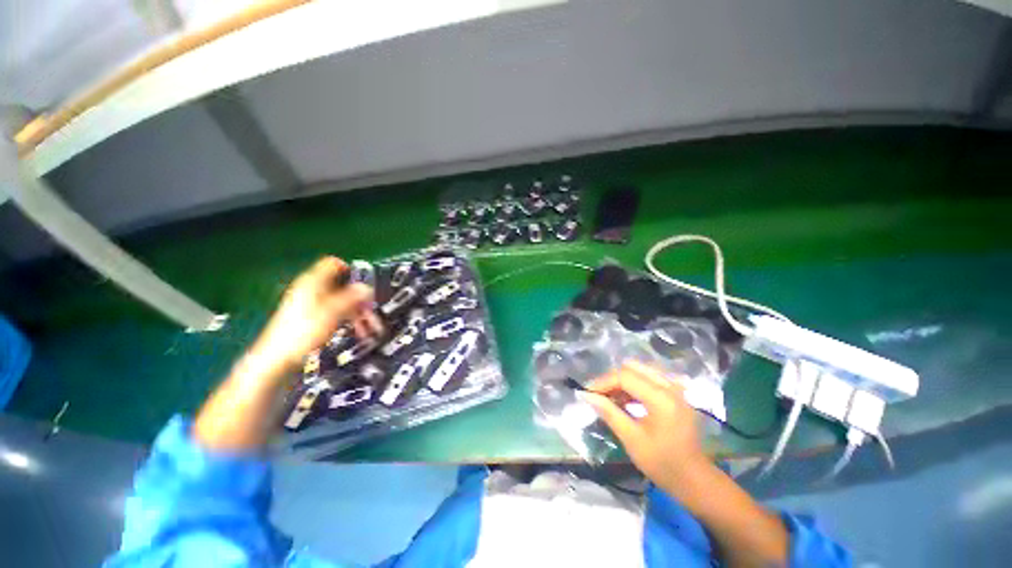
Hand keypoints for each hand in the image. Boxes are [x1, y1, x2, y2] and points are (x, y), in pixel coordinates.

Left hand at [250, 257, 381, 372]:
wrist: (277, 361)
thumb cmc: (302, 333)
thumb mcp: (332, 312)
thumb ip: (351, 297)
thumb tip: (367, 287)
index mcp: (312, 282)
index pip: (334, 264)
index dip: (352, 270)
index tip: (366, 282)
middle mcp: (311, 290)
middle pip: (342, 286)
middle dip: (359, 298)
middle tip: (371, 311)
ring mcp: (311, 305)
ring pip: (341, 302)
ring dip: (357, 312)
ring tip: (368, 327)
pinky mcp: (311, 319)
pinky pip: (336, 313)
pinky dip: (348, 320)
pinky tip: (357, 331)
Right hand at [584, 360, 707, 490]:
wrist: (694, 479)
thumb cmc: (662, 463)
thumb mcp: (632, 439)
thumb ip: (610, 413)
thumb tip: (587, 395)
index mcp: (661, 398)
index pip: (625, 376)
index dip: (603, 382)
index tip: (587, 392)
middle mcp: (670, 386)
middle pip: (633, 368)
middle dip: (612, 379)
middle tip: (598, 394)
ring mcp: (676, 388)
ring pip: (641, 370)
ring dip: (623, 381)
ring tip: (609, 397)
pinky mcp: (677, 393)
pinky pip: (650, 378)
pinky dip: (634, 385)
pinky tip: (625, 400)